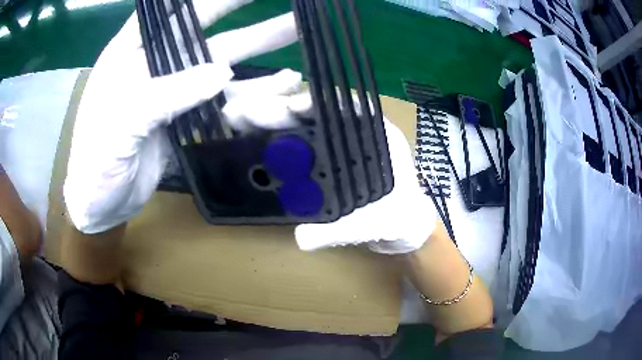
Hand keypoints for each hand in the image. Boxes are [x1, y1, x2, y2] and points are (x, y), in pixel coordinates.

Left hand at [64, 0, 300, 233]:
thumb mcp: (123, 120)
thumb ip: (168, 94)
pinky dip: (254, 92)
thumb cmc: (96, 158)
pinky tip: (283, 83)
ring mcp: (175, 90)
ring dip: (260, 48)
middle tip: (285, 6)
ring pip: (222, 62)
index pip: (169, 11)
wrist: (102, 202)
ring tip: (297, 32)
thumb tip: (223, 74)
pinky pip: (224, 100)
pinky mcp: (188, 116)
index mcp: (131, 52)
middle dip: (243, 16)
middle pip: (204, 31)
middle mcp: (156, 63)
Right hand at [226, 85, 437, 253]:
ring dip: (282, 122)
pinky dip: (287, 142)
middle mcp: (361, 137)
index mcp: (379, 139)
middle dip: (287, 110)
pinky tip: (266, 143)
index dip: (318, 102)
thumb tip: (301, 238)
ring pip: (313, 126)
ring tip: (250, 123)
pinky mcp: (337, 163)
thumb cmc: (399, 220)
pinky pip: (310, 145)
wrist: (405, 230)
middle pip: (322, 113)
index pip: (346, 106)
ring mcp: (347, 149)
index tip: (290, 107)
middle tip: (252, 115)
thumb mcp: (372, 224)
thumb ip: (339, 230)